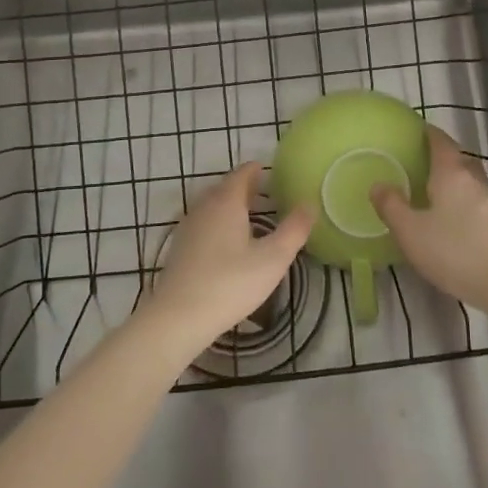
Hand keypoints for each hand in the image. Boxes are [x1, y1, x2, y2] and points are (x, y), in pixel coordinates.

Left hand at [145, 164, 311, 355]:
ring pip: (212, 206)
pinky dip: (219, 223)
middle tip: (267, 194)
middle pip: (225, 187)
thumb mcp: (273, 259)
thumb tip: (309, 204)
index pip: (242, 174)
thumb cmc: (230, 283)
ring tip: (251, 218)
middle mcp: (204, 207)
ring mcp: (188, 227)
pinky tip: (228, 244)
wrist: (178, 317)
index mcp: (226, 202)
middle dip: (246, 187)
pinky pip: (204, 224)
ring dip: (231, 206)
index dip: (257, 170)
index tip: (272, 172)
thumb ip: (294, 230)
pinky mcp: (180, 248)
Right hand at [372, 127, 487, 316]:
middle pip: (461, 161)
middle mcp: (477, 181)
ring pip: (474, 185)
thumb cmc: (457, 252)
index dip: (430, 134)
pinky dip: (471, 208)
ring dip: (459, 186)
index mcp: (452, 174)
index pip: (441, 143)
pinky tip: (462, 226)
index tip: (419, 130)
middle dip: (445, 160)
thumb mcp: (411, 233)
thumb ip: (392, 207)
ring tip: (441, 198)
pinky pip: (484, 207)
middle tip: (425, 167)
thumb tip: (377, 184)